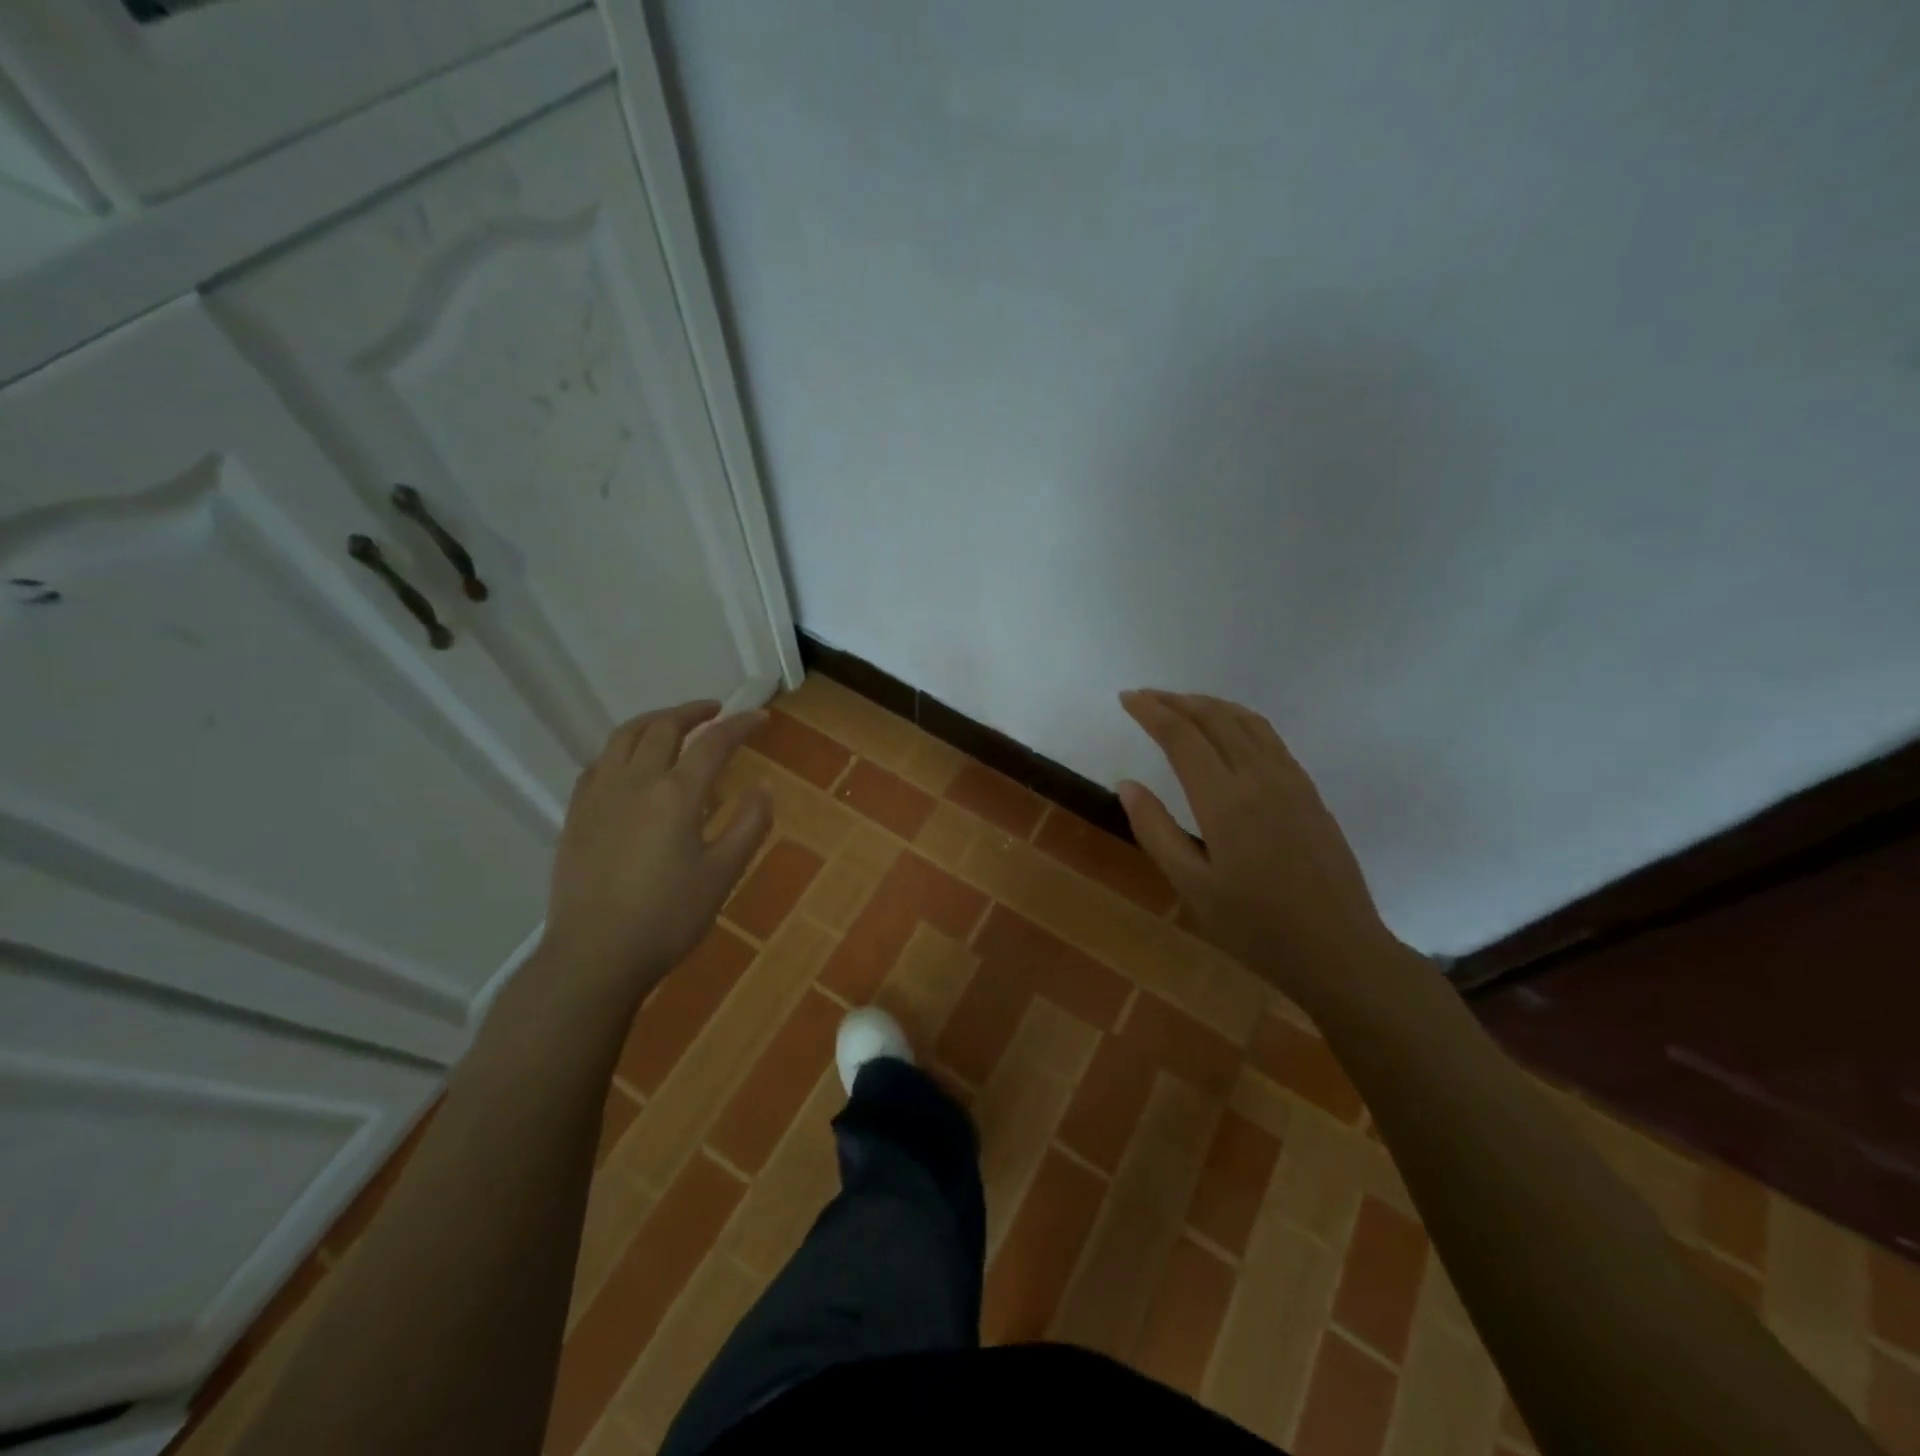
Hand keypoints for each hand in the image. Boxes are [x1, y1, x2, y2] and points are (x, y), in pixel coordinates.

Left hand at [538, 700, 771, 1011]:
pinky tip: (631, 764)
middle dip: (694, 712)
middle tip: (717, 711)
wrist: (594, 956)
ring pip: (624, 737)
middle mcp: (634, 782)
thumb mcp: (723, 874)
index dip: (740, 725)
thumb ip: (748, 825)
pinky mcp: (576, 815)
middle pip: (663, 728)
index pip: (713, 743)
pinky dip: (623, 749)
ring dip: (655, 721)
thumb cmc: (668, 918)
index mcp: (676, 795)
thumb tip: (764, 787)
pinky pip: (599, 763)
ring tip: (674, 724)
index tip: (760, 717)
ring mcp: (599, 795)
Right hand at [1117, 690, 1402, 1001]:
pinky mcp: (1309, 792)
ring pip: (1246, 721)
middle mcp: (1259, 777)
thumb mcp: (1193, 887)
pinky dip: (1239, 719)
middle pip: (1214, 718)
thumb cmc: (1256, 927)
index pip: (1181, 736)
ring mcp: (1291, 781)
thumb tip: (1127, 784)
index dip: (1151, 711)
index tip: (1126, 698)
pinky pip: (1270, 737)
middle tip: (1145, 696)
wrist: (1339, 951)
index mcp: (1225, 800)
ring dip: (1209, 704)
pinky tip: (1229, 730)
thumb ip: (1156, 831)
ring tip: (1181, 704)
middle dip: (1176, 700)